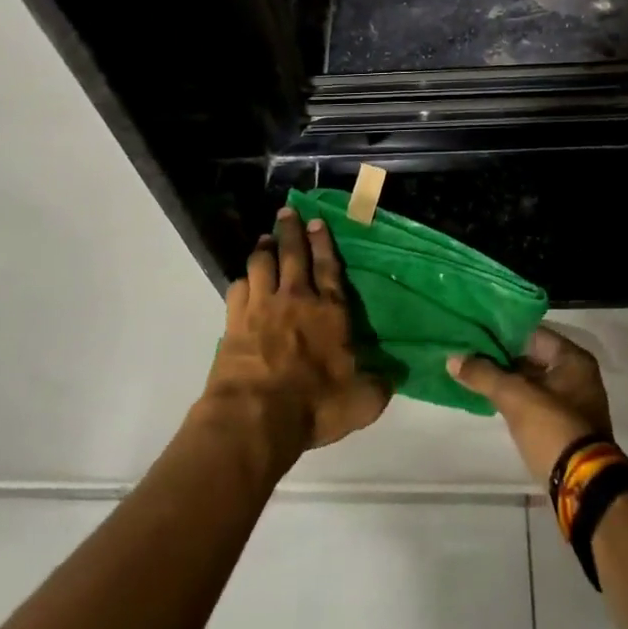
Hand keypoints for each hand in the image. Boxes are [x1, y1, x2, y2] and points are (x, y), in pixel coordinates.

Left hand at [198, 208, 390, 468]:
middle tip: (287, 212)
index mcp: (329, 311)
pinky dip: (242, 280)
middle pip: (292, 254)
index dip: (323, 242)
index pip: (328, 267)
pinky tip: (243, 280)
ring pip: (261, 263)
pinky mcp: (234, 320)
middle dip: (291, 230)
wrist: (255, 417)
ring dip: (264, 248)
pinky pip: (237, 287)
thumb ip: (378, 386)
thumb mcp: (361, 402)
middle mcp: (295, 298)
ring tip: (265, 239)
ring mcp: (261, 306)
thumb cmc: (314, 406)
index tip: (316, 221)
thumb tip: (393, 377)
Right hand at [448, 327, 612, 485]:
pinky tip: (489, 397)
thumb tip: (452, 359)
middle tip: (468, 352)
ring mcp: (573, 402)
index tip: (474, 332)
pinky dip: (515, 399)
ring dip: (507, 379)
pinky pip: (535, 402)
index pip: (532, 333)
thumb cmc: (552, 428)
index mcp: (573, 359)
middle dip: (501, 357)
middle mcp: (578, 375)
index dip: (502, 332)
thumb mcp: (515, 397)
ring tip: (473, 372)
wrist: (582, 487)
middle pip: (532, 357)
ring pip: (532, 381)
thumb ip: (484, 374)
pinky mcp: (565, 427)